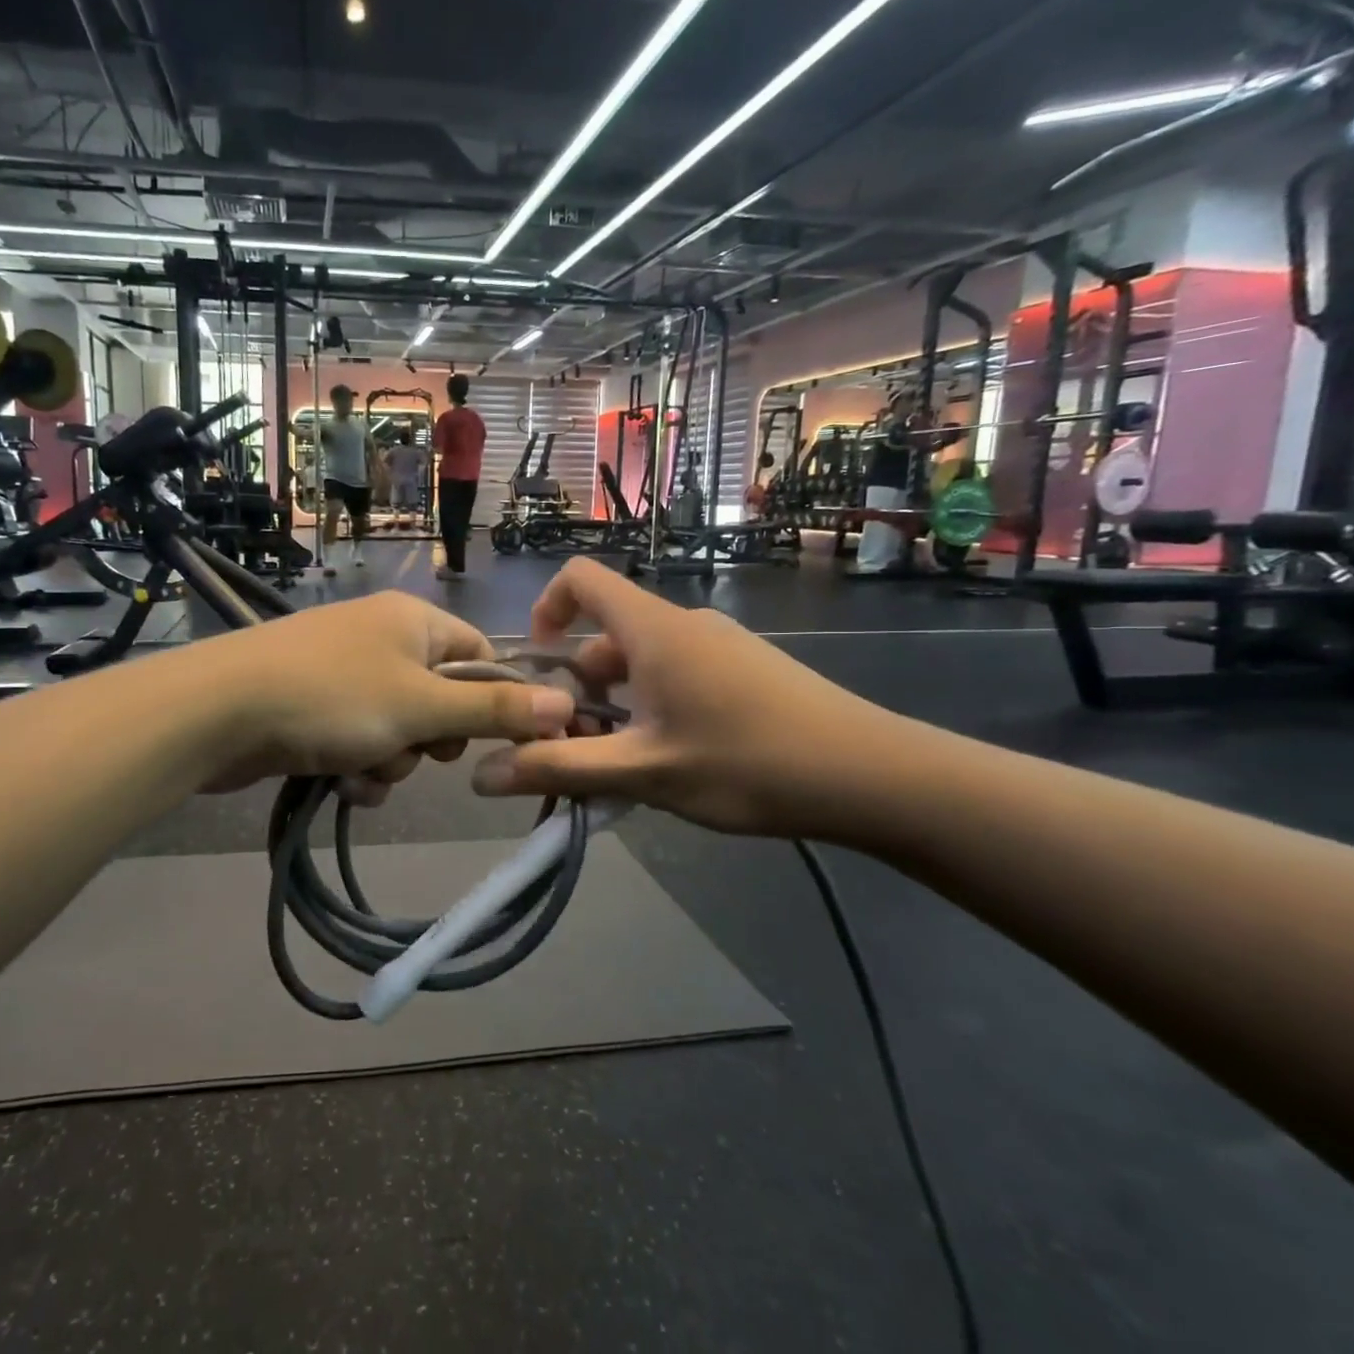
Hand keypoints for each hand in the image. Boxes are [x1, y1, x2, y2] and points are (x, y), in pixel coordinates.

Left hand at [192, 594, 576, 799]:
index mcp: (414, 620)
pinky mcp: (313, 706)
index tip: (493, 742)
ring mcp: (343, 672)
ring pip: (399, 729)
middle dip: (430, 740)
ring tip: (363, 770)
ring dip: (392, 761)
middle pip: (440, 699)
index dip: (492, 702)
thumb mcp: (423, 707)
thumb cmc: (333, 698)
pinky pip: (360, 740)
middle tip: (414, 749)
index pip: (481, 657)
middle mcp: (382, 638)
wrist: (220, 711)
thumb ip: (494, 711)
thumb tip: (568, 705)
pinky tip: (340, 782)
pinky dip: (358, 766)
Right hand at [469, 559, 906, 837]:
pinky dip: (652, 709)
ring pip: (642, 663)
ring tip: (620, 767)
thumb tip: (480, 775)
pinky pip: (677, 675)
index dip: (545, 609)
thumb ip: (560, 769)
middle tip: (575, 748)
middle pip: (606, 635)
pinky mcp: (746, 670)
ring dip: (615, 706)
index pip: (580, 578)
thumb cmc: (748, 762)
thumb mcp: (643, 771)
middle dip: (577, 687)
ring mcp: (720, 645)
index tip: (537, 669)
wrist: (873, 776)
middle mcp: (683, 624)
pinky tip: (670, 763)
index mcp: (653, 629)